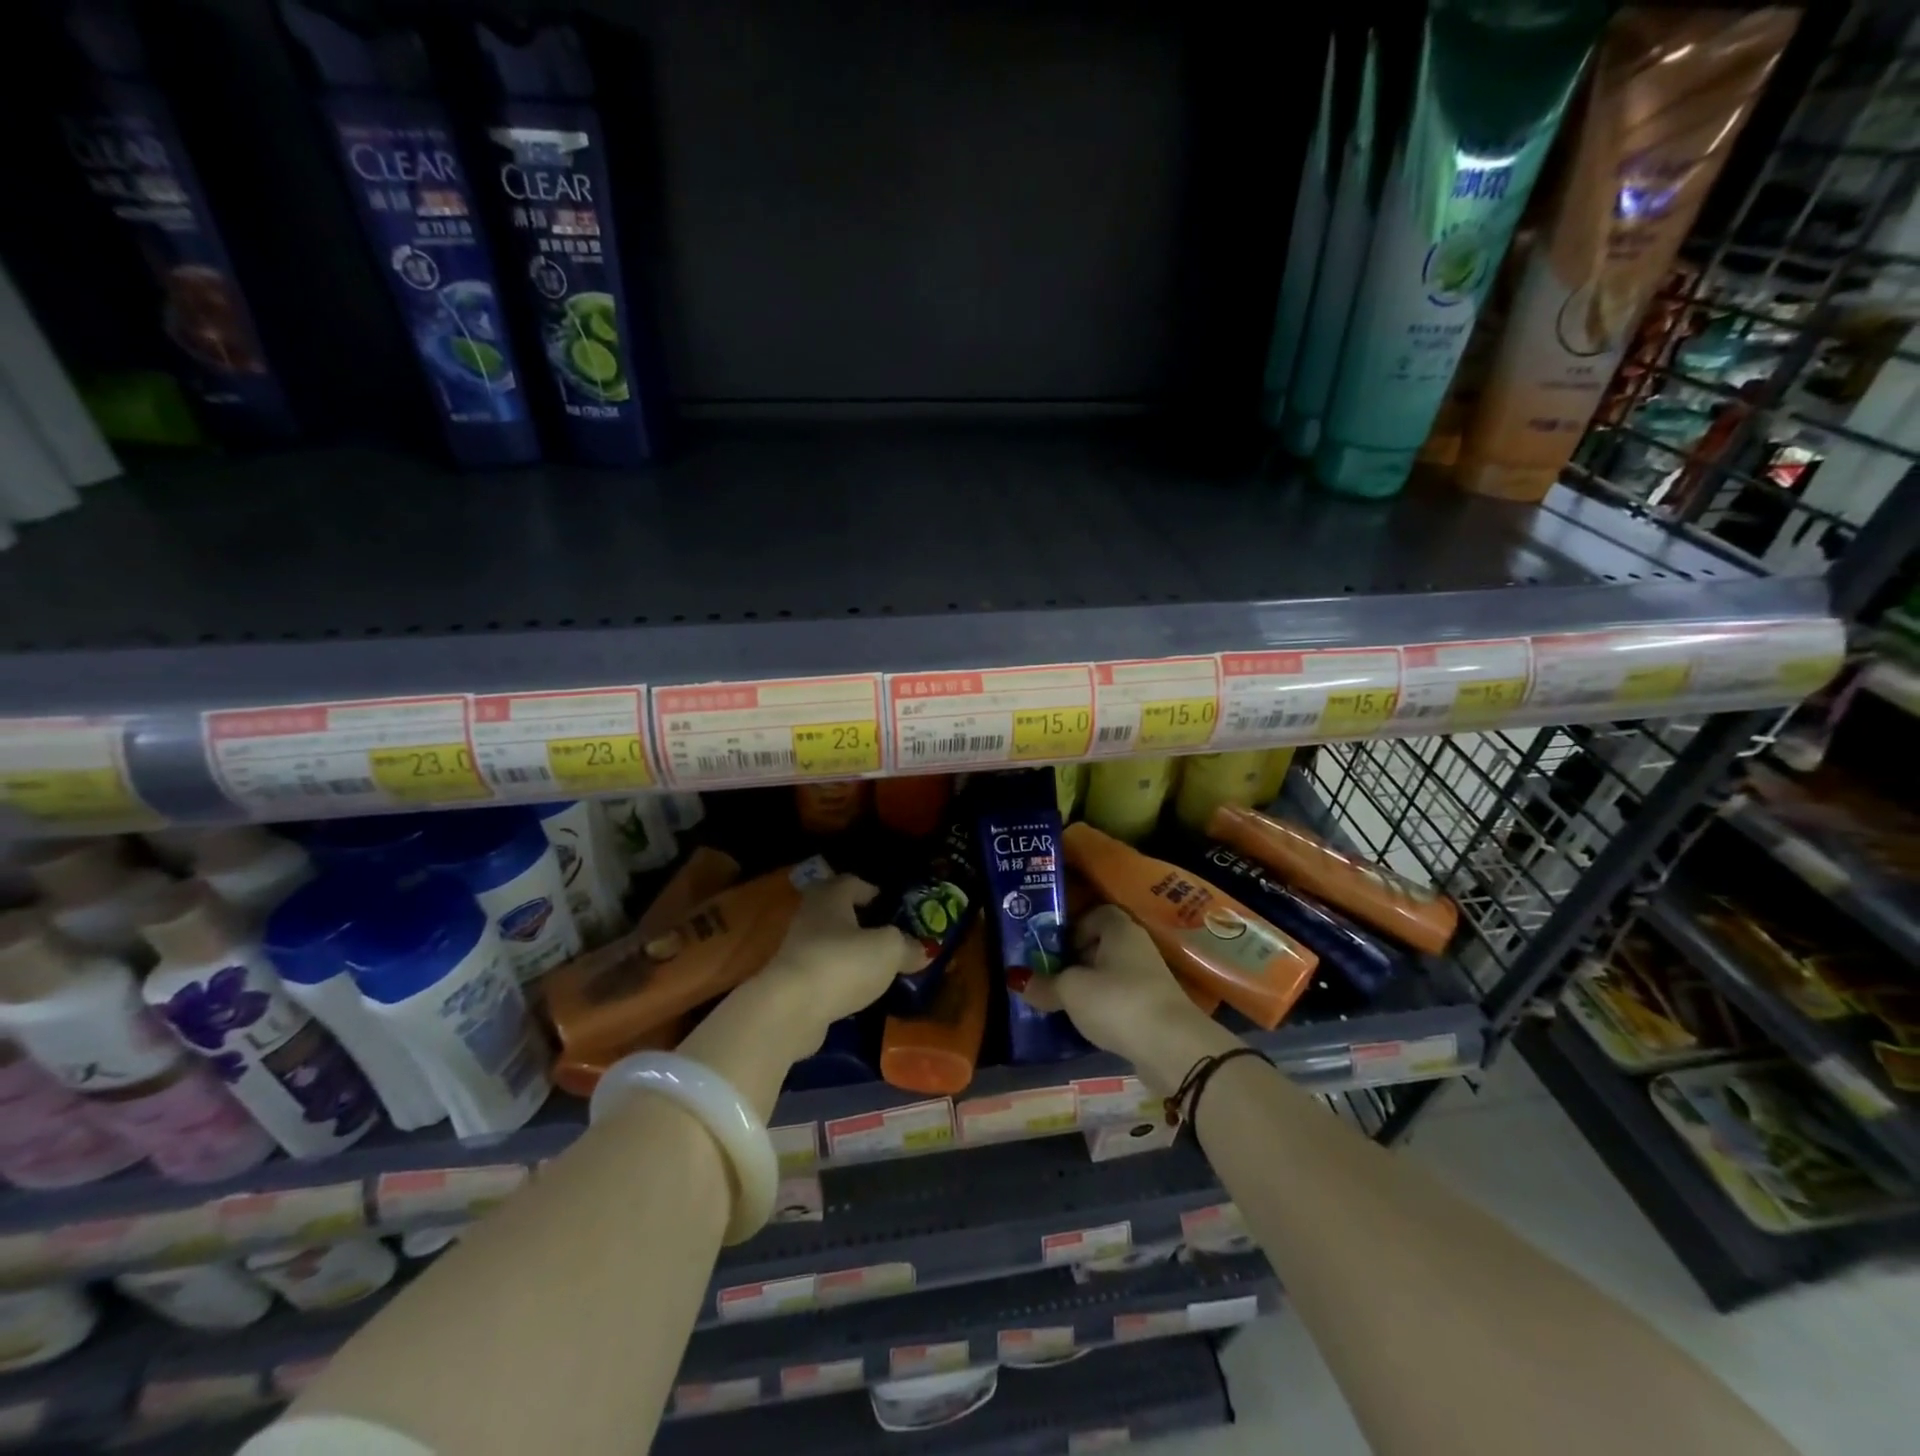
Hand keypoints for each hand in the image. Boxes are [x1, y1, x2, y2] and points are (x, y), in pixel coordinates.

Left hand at [752, 875, 927, 1051]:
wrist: (790, 1010)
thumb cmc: (842, 963)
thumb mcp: (889, 950)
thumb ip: (908, 946)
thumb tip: (923, 950)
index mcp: (831, 897)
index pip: (851, 882)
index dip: (871, 890)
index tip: (890, 904)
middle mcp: (810, 916)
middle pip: (836, 911)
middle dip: (860, 920)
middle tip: (886, 933)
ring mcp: (797, 950)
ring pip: (829, 942)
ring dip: (850, 951)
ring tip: (877, 965)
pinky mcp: (793, 982)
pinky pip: (823, 971)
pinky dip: (840, 977)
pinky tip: (858, 990)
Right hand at [1022, 904, 1207, 1062]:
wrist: (1173, 1048)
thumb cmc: (1118, 1002)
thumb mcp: (1071, 991)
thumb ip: (1044, 984)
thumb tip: (1016, 979)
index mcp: (1120, 929)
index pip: (1095, 914)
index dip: (1072, 928)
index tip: (1052, 950)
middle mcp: (1137, 947)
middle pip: (1101, 945)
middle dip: (1075, 960)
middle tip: (1049, 977)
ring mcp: (1149, 979)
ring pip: (1110, 975)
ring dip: (1089, 987)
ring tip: (1062, 1003)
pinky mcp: (1154, 1008)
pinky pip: (1121, 1000)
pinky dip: (1104, 1008)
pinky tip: (1087, 1025)